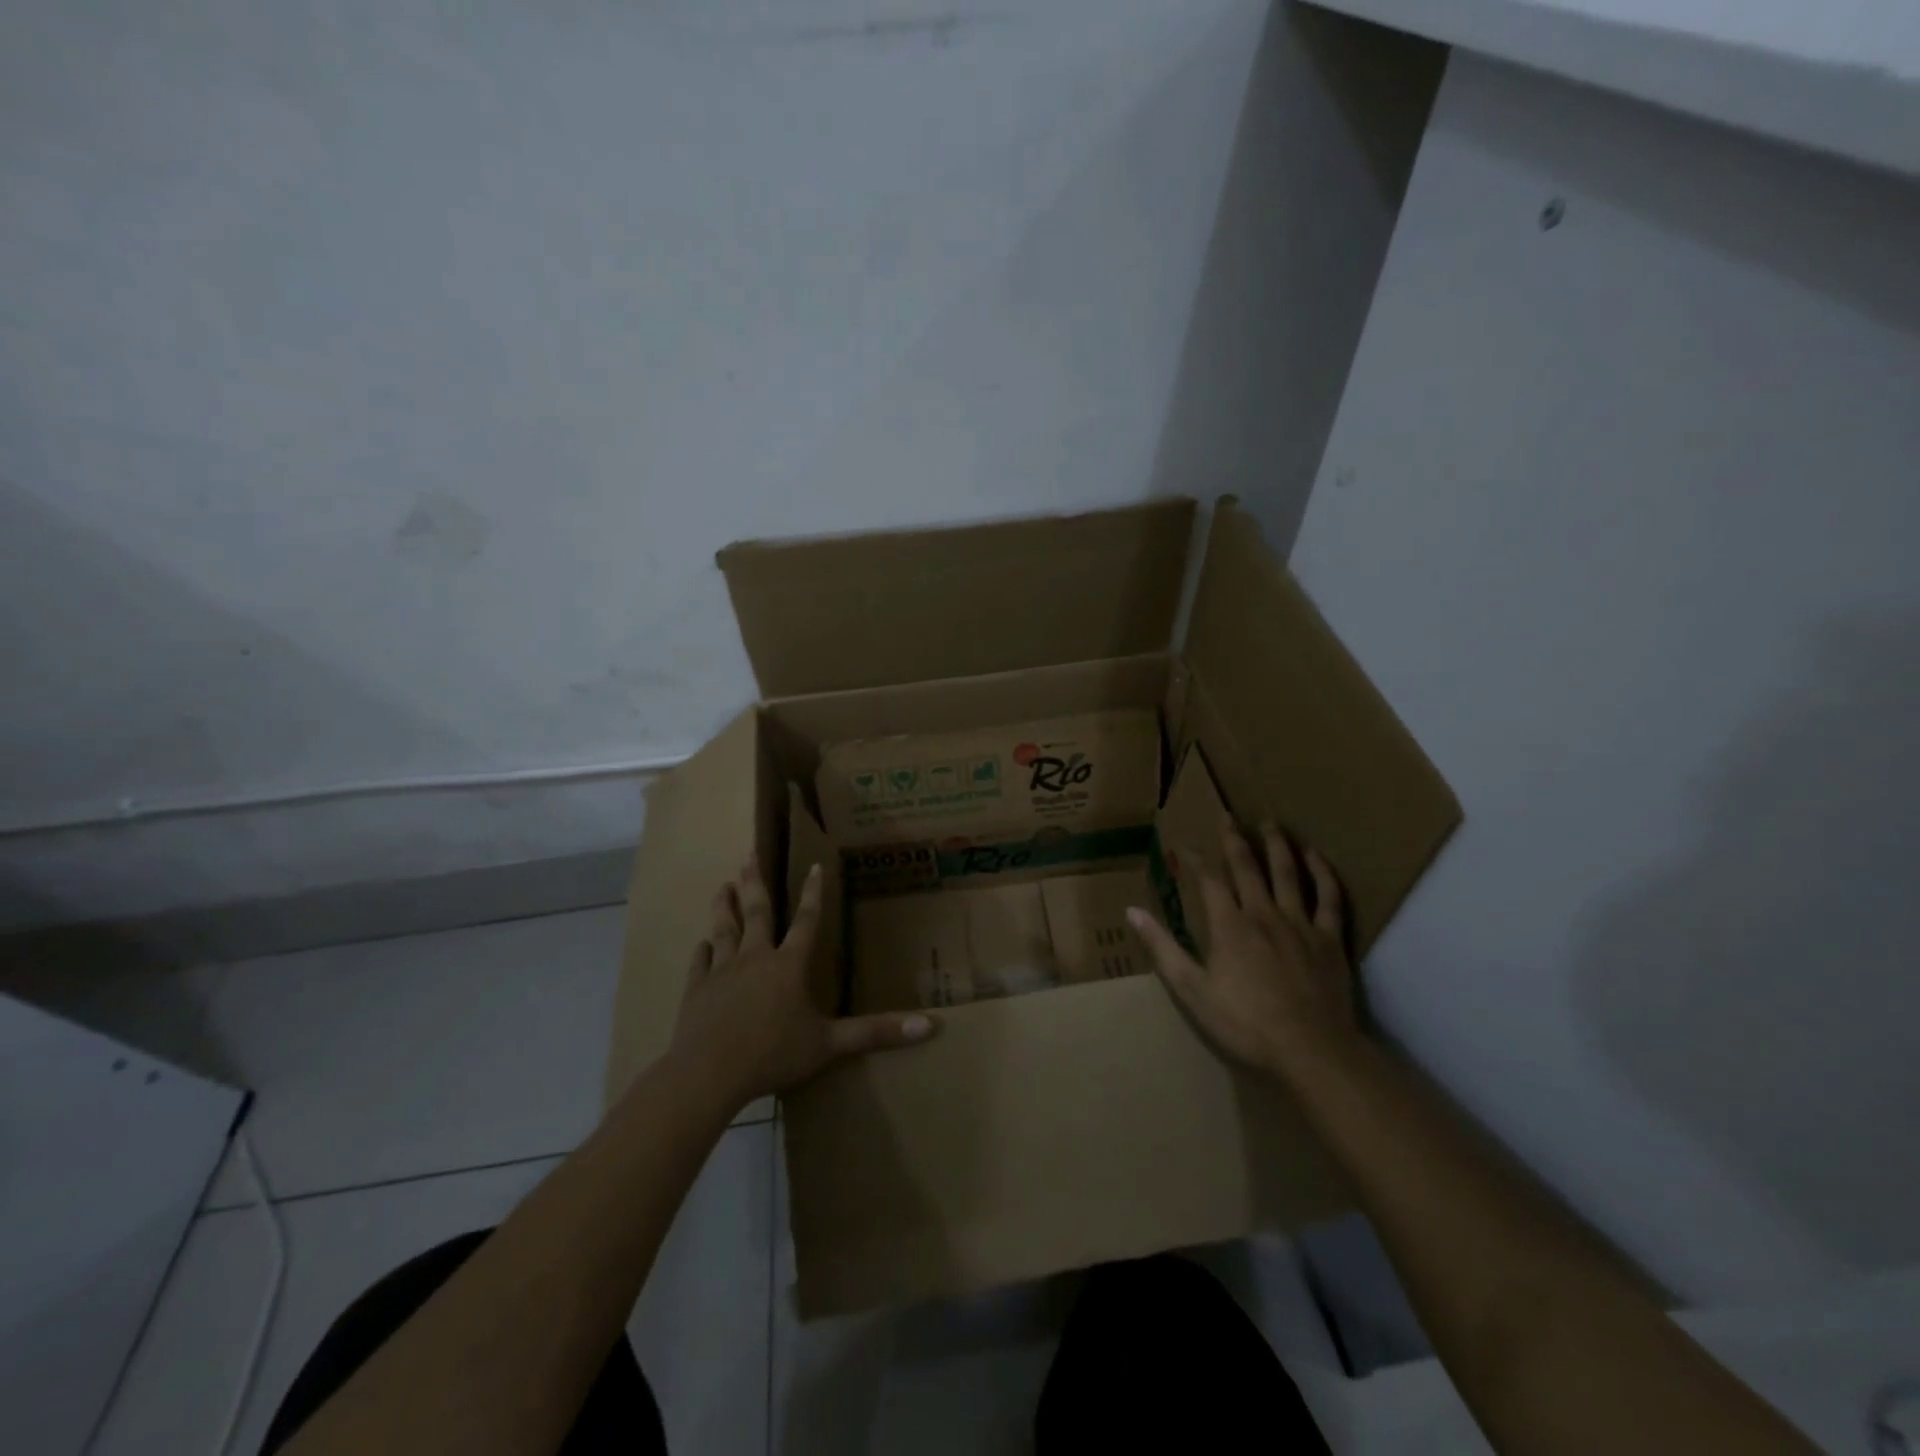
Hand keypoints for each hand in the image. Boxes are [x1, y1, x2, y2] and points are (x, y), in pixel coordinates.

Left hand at [670, 857, 937, 1110]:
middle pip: (756, 912)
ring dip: (724, 906)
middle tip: (748, 856)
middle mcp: (755, 958)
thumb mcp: (830, 1044)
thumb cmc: (774, 1054)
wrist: (709, 1073)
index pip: (806, 920)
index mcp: (788, 965)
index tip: (813, 865)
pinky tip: (700, 945)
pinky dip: (701, 952)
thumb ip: (876, 1033)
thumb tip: (929, 1026)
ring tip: (722, 886)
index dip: (812, 893)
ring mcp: (722, 972)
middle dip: (754, 883)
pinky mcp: (696, 990)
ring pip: (723, 929)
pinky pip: (700, 964)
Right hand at [1128, 823, 1361, 1083]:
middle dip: (1234, 839)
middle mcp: (1263, 913)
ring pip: (1287, 873)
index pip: (1208, 880)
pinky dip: (1321, 873)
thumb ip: (1163, 948)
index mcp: (1229, 926)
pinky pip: (1328, 897)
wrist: (1310, 1050)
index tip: (1185, 845)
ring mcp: (1299, 923)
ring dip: (1277, 845)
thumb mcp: (1192, 990)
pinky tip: (1315, 856)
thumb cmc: (1245, 1023)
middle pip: (1247, 867)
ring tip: (1271, 823)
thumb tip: (1132, 912)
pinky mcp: (1329, 938)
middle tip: (1228, 816)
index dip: (1195, 860)